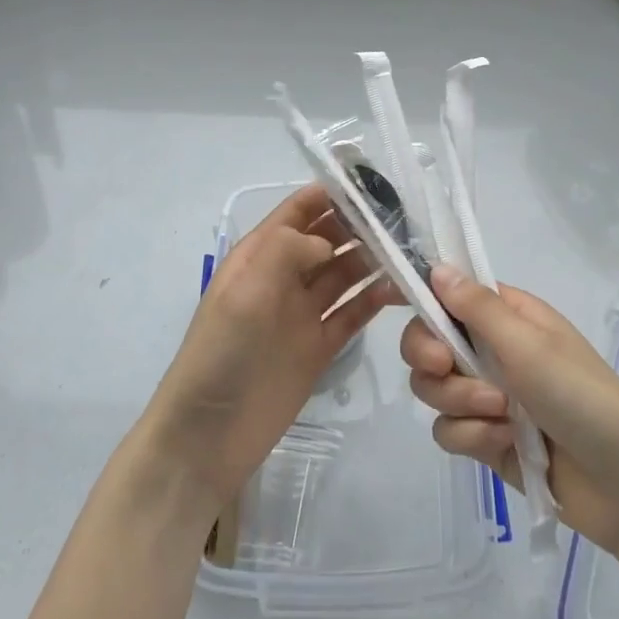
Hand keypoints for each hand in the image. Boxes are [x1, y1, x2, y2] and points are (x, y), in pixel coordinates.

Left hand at [139, 184, 393, 512]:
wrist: (209, 434)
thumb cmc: (221, 353)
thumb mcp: (245, 290)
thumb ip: (287, 251)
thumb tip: (328, 242)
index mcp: (259, 256)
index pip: (297, 211)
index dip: (330, 194)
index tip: (373, 184)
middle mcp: (283, 278)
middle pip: (327, 240)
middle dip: (360, 226)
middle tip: (404, 219)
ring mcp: (302, 314)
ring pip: (344, 275)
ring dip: (373, 260)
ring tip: (410, 251)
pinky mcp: (319, 347)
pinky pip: (352, 314)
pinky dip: (374, 300)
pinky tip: (399, 290)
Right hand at [401, 267, 618, 556]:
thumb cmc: (581, 396)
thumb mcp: (528, 344)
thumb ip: (477, 308)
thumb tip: (437, 268)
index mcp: (506, 316)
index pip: (448, 294)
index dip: (421, 299)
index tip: (398, 305)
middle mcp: (491, 350)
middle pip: (427, 341)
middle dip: (431, 358)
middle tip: (446, 367)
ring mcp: (486, 396)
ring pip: (432, 388)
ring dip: (459, 401)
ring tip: (500, 415)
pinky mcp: (484, 439)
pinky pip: (447, 430)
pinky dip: (471, 436)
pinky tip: (504, 443)